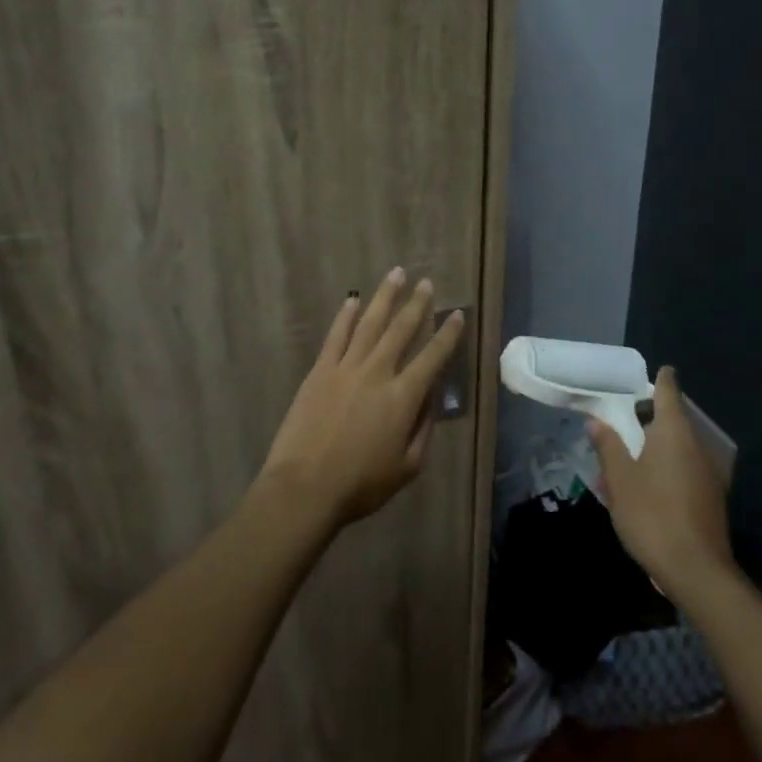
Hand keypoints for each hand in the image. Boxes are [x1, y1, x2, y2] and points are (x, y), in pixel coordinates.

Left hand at [257, 268, 466, 530]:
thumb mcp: (407, 467)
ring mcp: (346, 368)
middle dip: (417, 304)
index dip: (448, 335)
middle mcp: (378, 373)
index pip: (433, 357)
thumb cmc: (360, 484)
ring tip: (396, 274)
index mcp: (404, 397)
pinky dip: (345, 316)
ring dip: (385, 297)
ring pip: (370, 323)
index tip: (457, 314)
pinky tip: (353, 300)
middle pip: (401, 330)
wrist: (305, 486)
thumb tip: (431, 399)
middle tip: (426, 283)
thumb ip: (423, 429)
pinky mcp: (320, 371)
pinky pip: (336, 336)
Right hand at [587, 366, 734, 606]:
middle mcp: (697, 446)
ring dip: (658, 445)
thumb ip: (608, 446)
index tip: (657, 370)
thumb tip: (596, 421)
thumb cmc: (652, 515)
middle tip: (626, 418)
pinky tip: (649, 485)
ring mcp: (709, 473)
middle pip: (675, 420)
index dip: (662, 379)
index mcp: (674, 433)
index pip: (669, 392)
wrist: (696, 571)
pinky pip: (686, 469)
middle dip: (652, 416)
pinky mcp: (712, 498)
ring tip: (631, 455)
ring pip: (680, 447)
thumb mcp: (620, 480)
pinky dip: (668, 467)